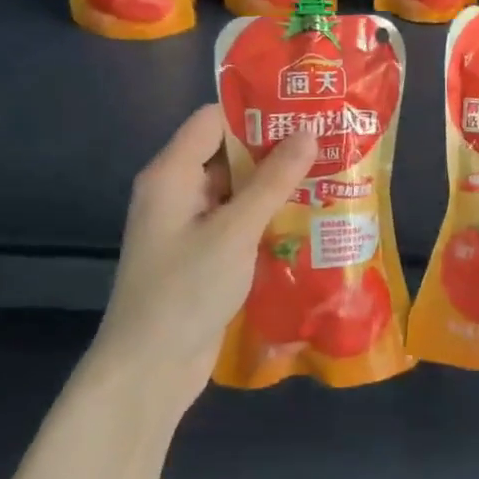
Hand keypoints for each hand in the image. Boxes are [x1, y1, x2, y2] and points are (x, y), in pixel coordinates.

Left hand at [95, 105, 317, 414]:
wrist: (149, 369)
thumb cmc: (186, 290)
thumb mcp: (235, 230)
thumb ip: (273, 180)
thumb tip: (309, 131)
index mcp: (171, 174)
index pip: (213, 120)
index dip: (255, 111)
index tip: (303, 109)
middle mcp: (177, 192)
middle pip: (227, 152)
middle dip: (274, 147)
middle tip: (327, 140)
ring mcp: (190, 225)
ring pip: (237, 189)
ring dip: (275, 184)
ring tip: (328, 173)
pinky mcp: (203, 254)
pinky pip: (238, 220)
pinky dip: (267, 215)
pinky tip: (307, 216)